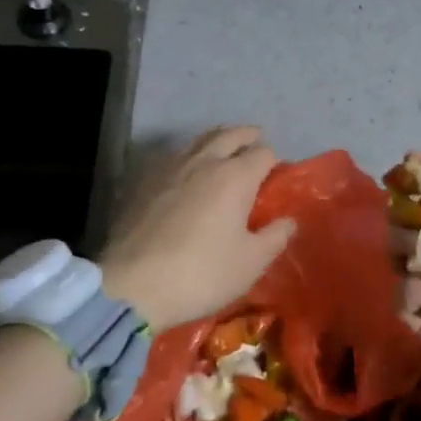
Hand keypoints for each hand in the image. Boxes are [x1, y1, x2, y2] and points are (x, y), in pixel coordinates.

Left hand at [99, 126, 296, 329]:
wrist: (132, 286)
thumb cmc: (201, 274)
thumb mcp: (250, 263)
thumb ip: (275, 237)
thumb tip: (288, 221)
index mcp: (236, 177)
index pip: (263, 154)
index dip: (273, 163)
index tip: (275, 178)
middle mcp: (204, 162)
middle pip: (230, 135)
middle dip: (246, 136)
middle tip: (255, 141)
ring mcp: (170, 168)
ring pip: (198, 140)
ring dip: (217, 140)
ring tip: (223, 150)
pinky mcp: (144, 181)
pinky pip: (174, 157)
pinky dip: (189, 156)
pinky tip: (188, 173)